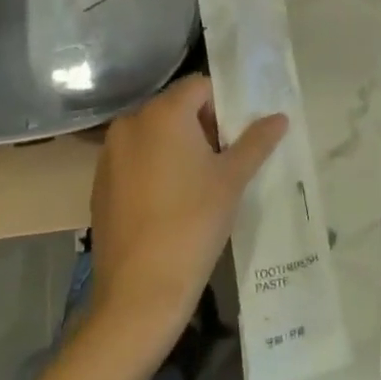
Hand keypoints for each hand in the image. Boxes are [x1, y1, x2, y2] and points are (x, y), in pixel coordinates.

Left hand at [86, 74, 286, 360]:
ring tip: (198, 184)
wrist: (139, 293)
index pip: (200, 86)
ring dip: (177, 147)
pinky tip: (169, 203)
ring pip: (154, 134)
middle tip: (223, 162)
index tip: (236, 139)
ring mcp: (110, 153)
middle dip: (202, 127)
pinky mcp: (100, 183)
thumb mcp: (232, 180)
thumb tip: (280, 117)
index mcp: (164, 113)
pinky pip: (135, 159)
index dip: (223, 106)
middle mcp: (131, 122)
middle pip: (176, 108)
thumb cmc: (193, 224)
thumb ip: (257, 142)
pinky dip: (154, 167)